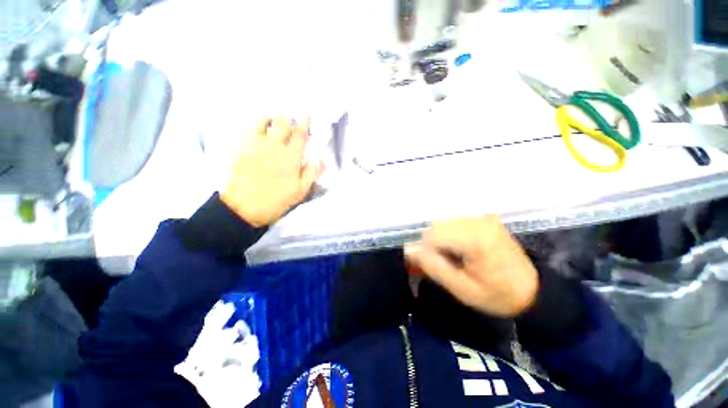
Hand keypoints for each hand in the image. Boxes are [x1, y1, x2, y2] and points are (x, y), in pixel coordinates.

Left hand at [220, 117, 322, 226]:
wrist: (244, 207)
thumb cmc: (276, 201)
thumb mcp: (301, 191)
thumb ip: (311, 172)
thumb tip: (319, 157)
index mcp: (291, 158)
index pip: (300, 135)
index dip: (305, 124)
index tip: (307, 117)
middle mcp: (275, 146)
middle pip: (283, 124)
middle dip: (289, 118)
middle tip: (292, 117)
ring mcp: (256, 145)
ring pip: (265, 122)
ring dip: (273, 117)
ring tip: (276, 117)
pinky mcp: (242, 147)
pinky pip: (249, 128)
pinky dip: (256, 121)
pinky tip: (260, 122)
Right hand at [404, 216, 538, 317]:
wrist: (532, 291)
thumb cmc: (497, 295)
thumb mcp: (463, 290)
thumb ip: (434, 267)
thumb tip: (409, 249)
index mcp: (476, 239)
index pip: (433, 234)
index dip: (426, 250)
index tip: (432, 265)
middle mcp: (479, 221)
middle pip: (438, 225)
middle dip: (433, 243)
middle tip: (445, 262)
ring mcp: (483, 217)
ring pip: (444, 222)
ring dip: (441, 238)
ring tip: (454, 255)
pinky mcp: (484, 218)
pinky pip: (454, 221)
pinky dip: (450, 234)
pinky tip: (461, 248)